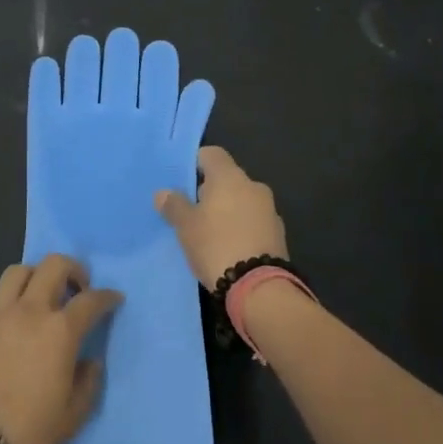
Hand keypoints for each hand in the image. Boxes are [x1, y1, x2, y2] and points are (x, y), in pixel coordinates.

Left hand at [0, 255, 123, 443]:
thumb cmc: (26, 430)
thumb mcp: (71, 417)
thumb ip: (88, 384)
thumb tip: (91, 362)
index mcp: (60, 331)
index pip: (91, 301)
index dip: (106, 296)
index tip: (114, 298)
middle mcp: (30, 310)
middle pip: (53, 265)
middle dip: (72, 269)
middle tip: (76, 287)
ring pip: (17, 271)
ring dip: (33, 277)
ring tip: (36, 295)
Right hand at [154, 146, 287, 290]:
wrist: (260, 288)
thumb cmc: (216, 245)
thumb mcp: (185, 226)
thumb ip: (174, 205)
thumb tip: (164, 193)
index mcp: (230, 177)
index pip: (212, 154)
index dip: (195, 163)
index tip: (182, 182)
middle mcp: (253, 186)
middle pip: (227, 178)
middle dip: (210, 191)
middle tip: (191, 212)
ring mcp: (270, 211)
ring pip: (242, 201)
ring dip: (227, 211)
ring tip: (209, 234)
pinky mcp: (278, 235)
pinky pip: (253, 222)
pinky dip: (241, 228)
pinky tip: (229, 248)